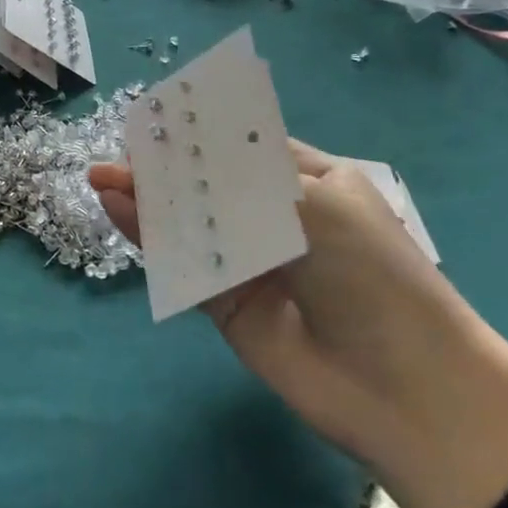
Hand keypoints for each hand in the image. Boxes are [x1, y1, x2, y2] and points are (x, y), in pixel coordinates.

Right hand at [90, 140, 507, 507]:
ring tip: (101, 180)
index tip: (154, 118)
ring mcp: (251, 261)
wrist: (406, 389)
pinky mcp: (228, 303)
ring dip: (148, 200)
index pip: (243, 145)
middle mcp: (278, 216)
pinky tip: (119, 213)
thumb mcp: (316, 204)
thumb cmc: (372, 274)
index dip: (199, 132)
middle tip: (116, 154)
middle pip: (209, 182)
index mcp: (312, 180)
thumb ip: (237, 181)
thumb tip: (178, 156)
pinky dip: (151, 240)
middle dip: (163, 166)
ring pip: (189, 222)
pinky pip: (184, 264)